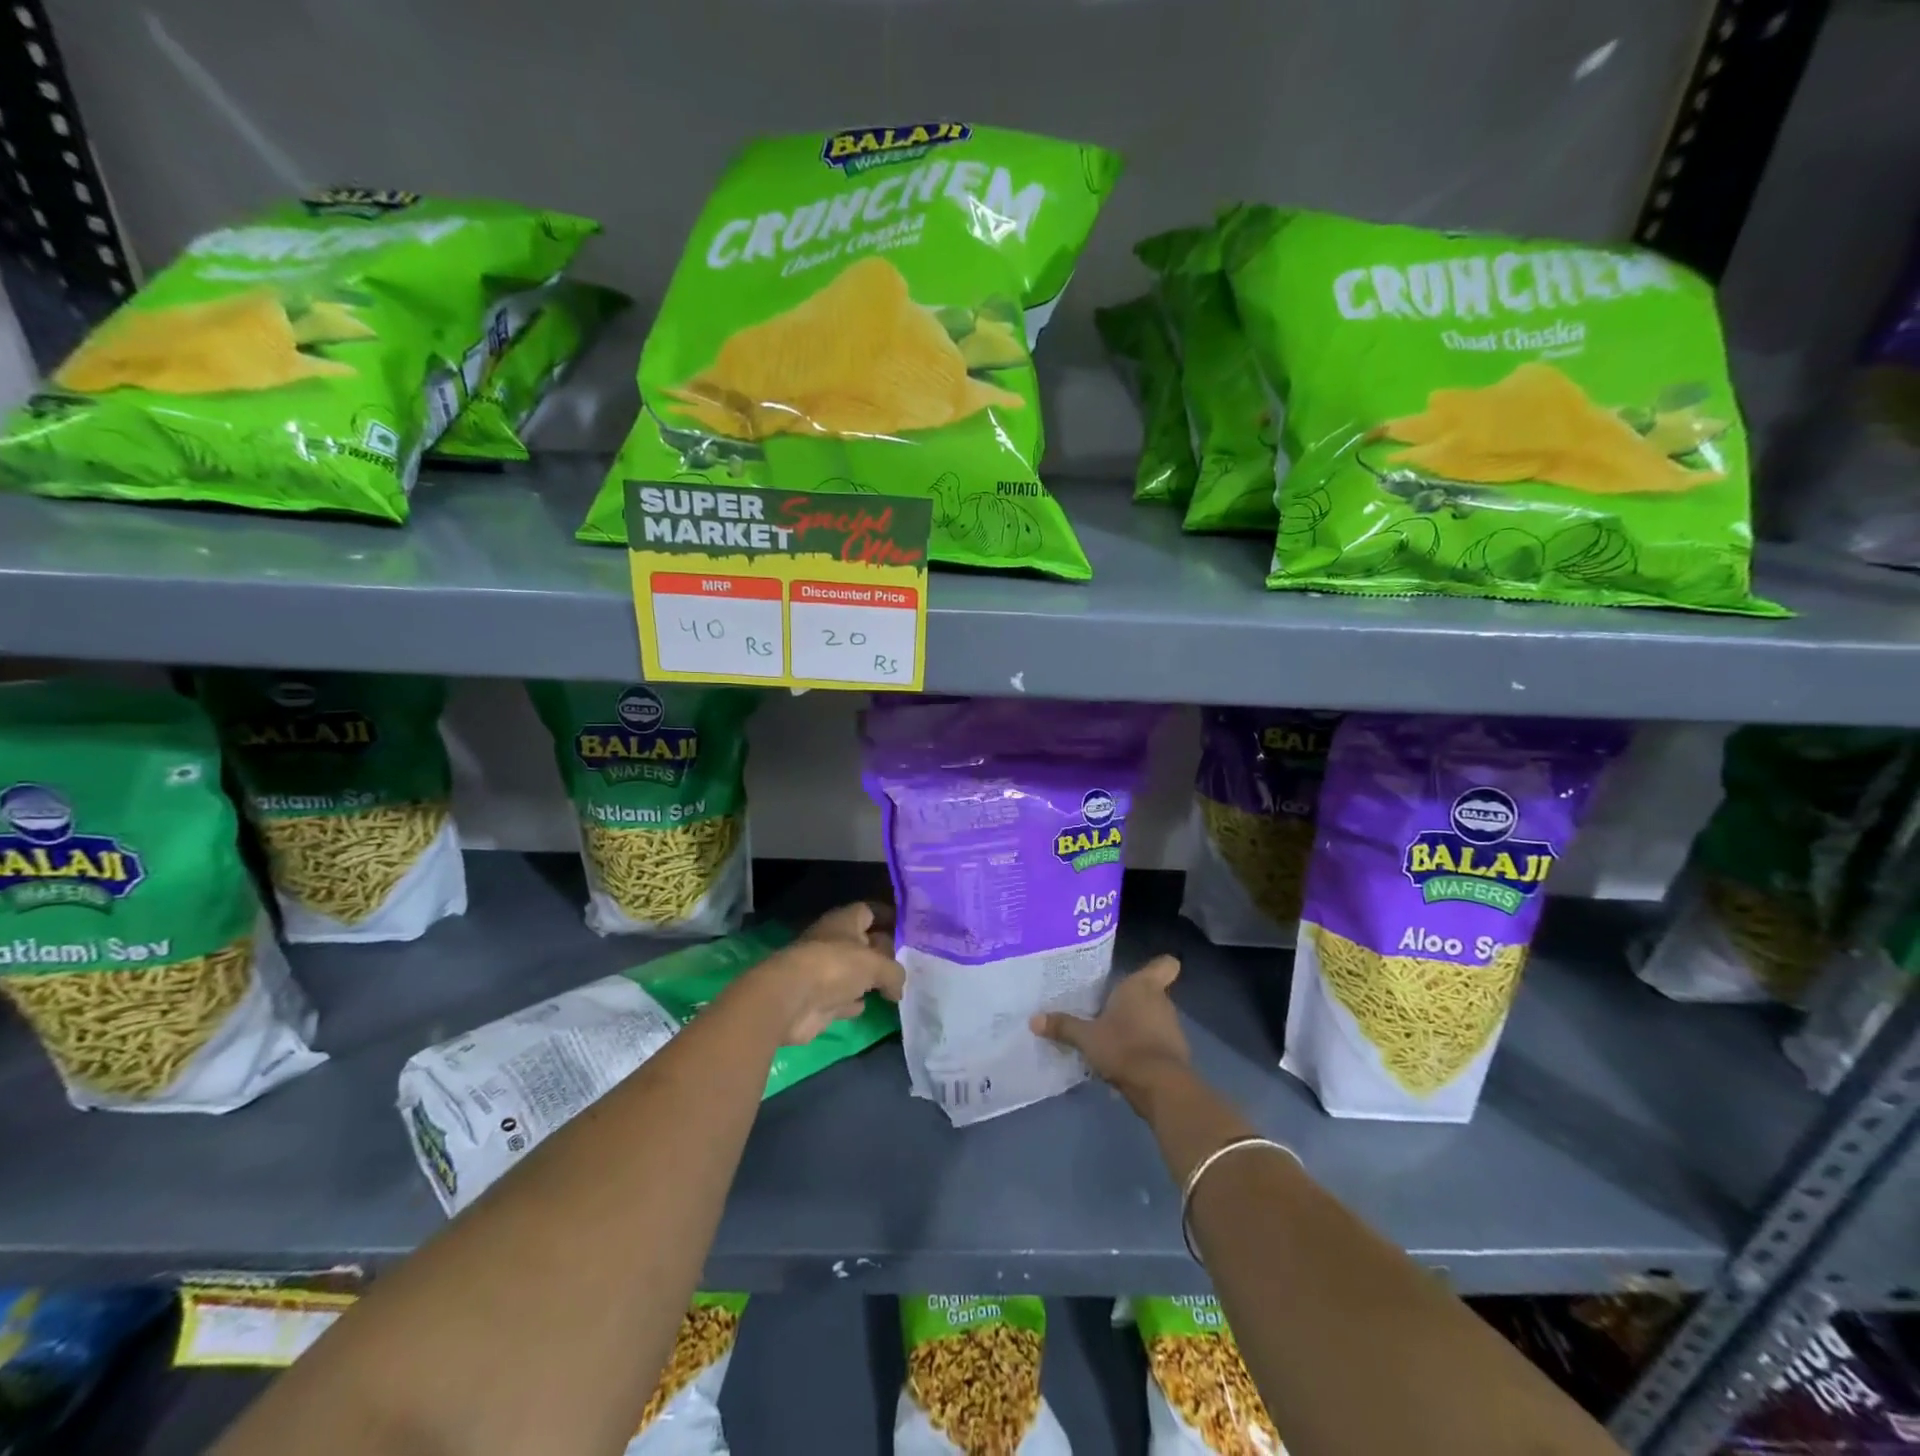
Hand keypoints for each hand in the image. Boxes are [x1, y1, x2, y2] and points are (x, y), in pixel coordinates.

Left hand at [748, 901, 904, 1046]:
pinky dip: (854, 1002)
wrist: (792, 1000)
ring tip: (896, 985)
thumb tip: (898, 987)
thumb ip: (894, 972)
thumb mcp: (876, 964)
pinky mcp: (819, 1000)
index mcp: (844, 921)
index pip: (868, 911)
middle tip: (909, 963)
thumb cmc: (836, 967)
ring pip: (853, 972)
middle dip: (883, 951)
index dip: (887, 917)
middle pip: (863, 942)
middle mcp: (833, 942)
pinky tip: (869, 1005)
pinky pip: (843, 998)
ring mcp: (824, 972)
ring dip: (869, 979)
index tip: (907, 928)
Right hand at [1031, 955, 1189, 1114]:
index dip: (1155, 967)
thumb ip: (1063, 1026)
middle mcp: (1161, 1002)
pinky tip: (1122, 1063)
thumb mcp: (1086, 1037)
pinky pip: (1156, 1045)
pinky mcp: (1176, 1055)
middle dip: (1131, 1002)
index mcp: (1142, 987)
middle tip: (1105, 1010)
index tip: (1137, 975)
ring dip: (1136, 1028)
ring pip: (1153, 1020)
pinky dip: (1143, 1051)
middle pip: (1150, 994)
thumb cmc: (1123, 1046)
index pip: (1164, 964)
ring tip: (1109, 1039)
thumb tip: (1033, 1019)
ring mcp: (1172, 1029)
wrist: (1161, 1087)